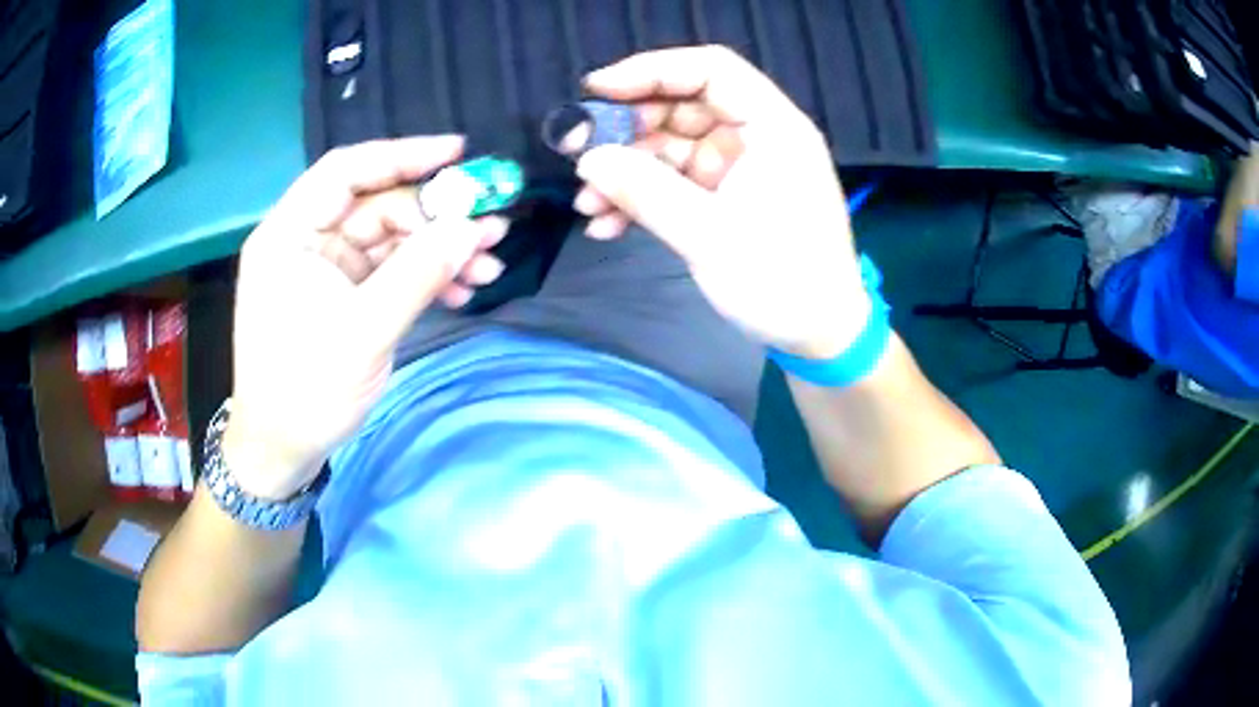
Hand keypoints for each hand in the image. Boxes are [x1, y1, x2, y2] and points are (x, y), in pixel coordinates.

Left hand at [225, 136, 509, 498]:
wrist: (283, 451)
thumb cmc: (305, 391)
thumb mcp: (363, 331)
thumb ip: (418, 273)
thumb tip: (473, 227)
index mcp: (290, 234)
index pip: (345, 171)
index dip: (402, 155)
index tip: (458, 153)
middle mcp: (307, 242)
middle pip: (378, 207)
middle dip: (436, 218)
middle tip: (493, 229)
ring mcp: (327, 271)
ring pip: (392, 241)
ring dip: (439, 251)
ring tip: (489, 267)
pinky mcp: (344, 298)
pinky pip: (391, 272)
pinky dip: (426, 278)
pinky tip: (462, 291)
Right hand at [572, 46, 868, 359]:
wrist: (818, 336)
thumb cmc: (782, 282)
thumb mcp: (710, 236)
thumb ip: (645, 191)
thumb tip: (587, 159)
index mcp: (773, 127)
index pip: (710, 70)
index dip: (651, 71)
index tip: (597, 91)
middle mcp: (756, 136)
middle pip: (683, 105)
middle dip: (627, 129)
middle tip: (579, 155)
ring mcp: (739, 166)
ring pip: (671, 145)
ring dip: (626, 170)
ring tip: (588, 203)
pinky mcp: (726, 196)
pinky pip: (675, 180)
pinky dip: (642, 196)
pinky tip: (608, 224)